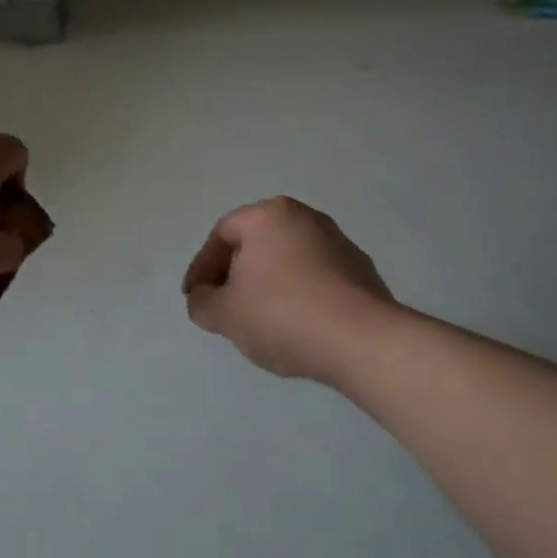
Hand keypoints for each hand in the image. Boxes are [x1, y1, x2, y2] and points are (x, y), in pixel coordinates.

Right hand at [182, 197, 395, 383]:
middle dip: (235, 274)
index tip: (195, 298)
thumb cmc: (282, 315)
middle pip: (257, 243)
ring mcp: (339, 243)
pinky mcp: (362, 272)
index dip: (201, 267)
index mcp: (269, 216)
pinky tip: (295, 326)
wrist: (362, 341)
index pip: (222, 234)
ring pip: (288, 261)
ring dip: (267, 286)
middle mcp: (306, 218)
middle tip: (223, 307)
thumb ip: (202, 303)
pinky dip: (298, 295)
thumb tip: (203, 298)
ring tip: (259, 321)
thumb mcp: (225, 314)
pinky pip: (315, 278)